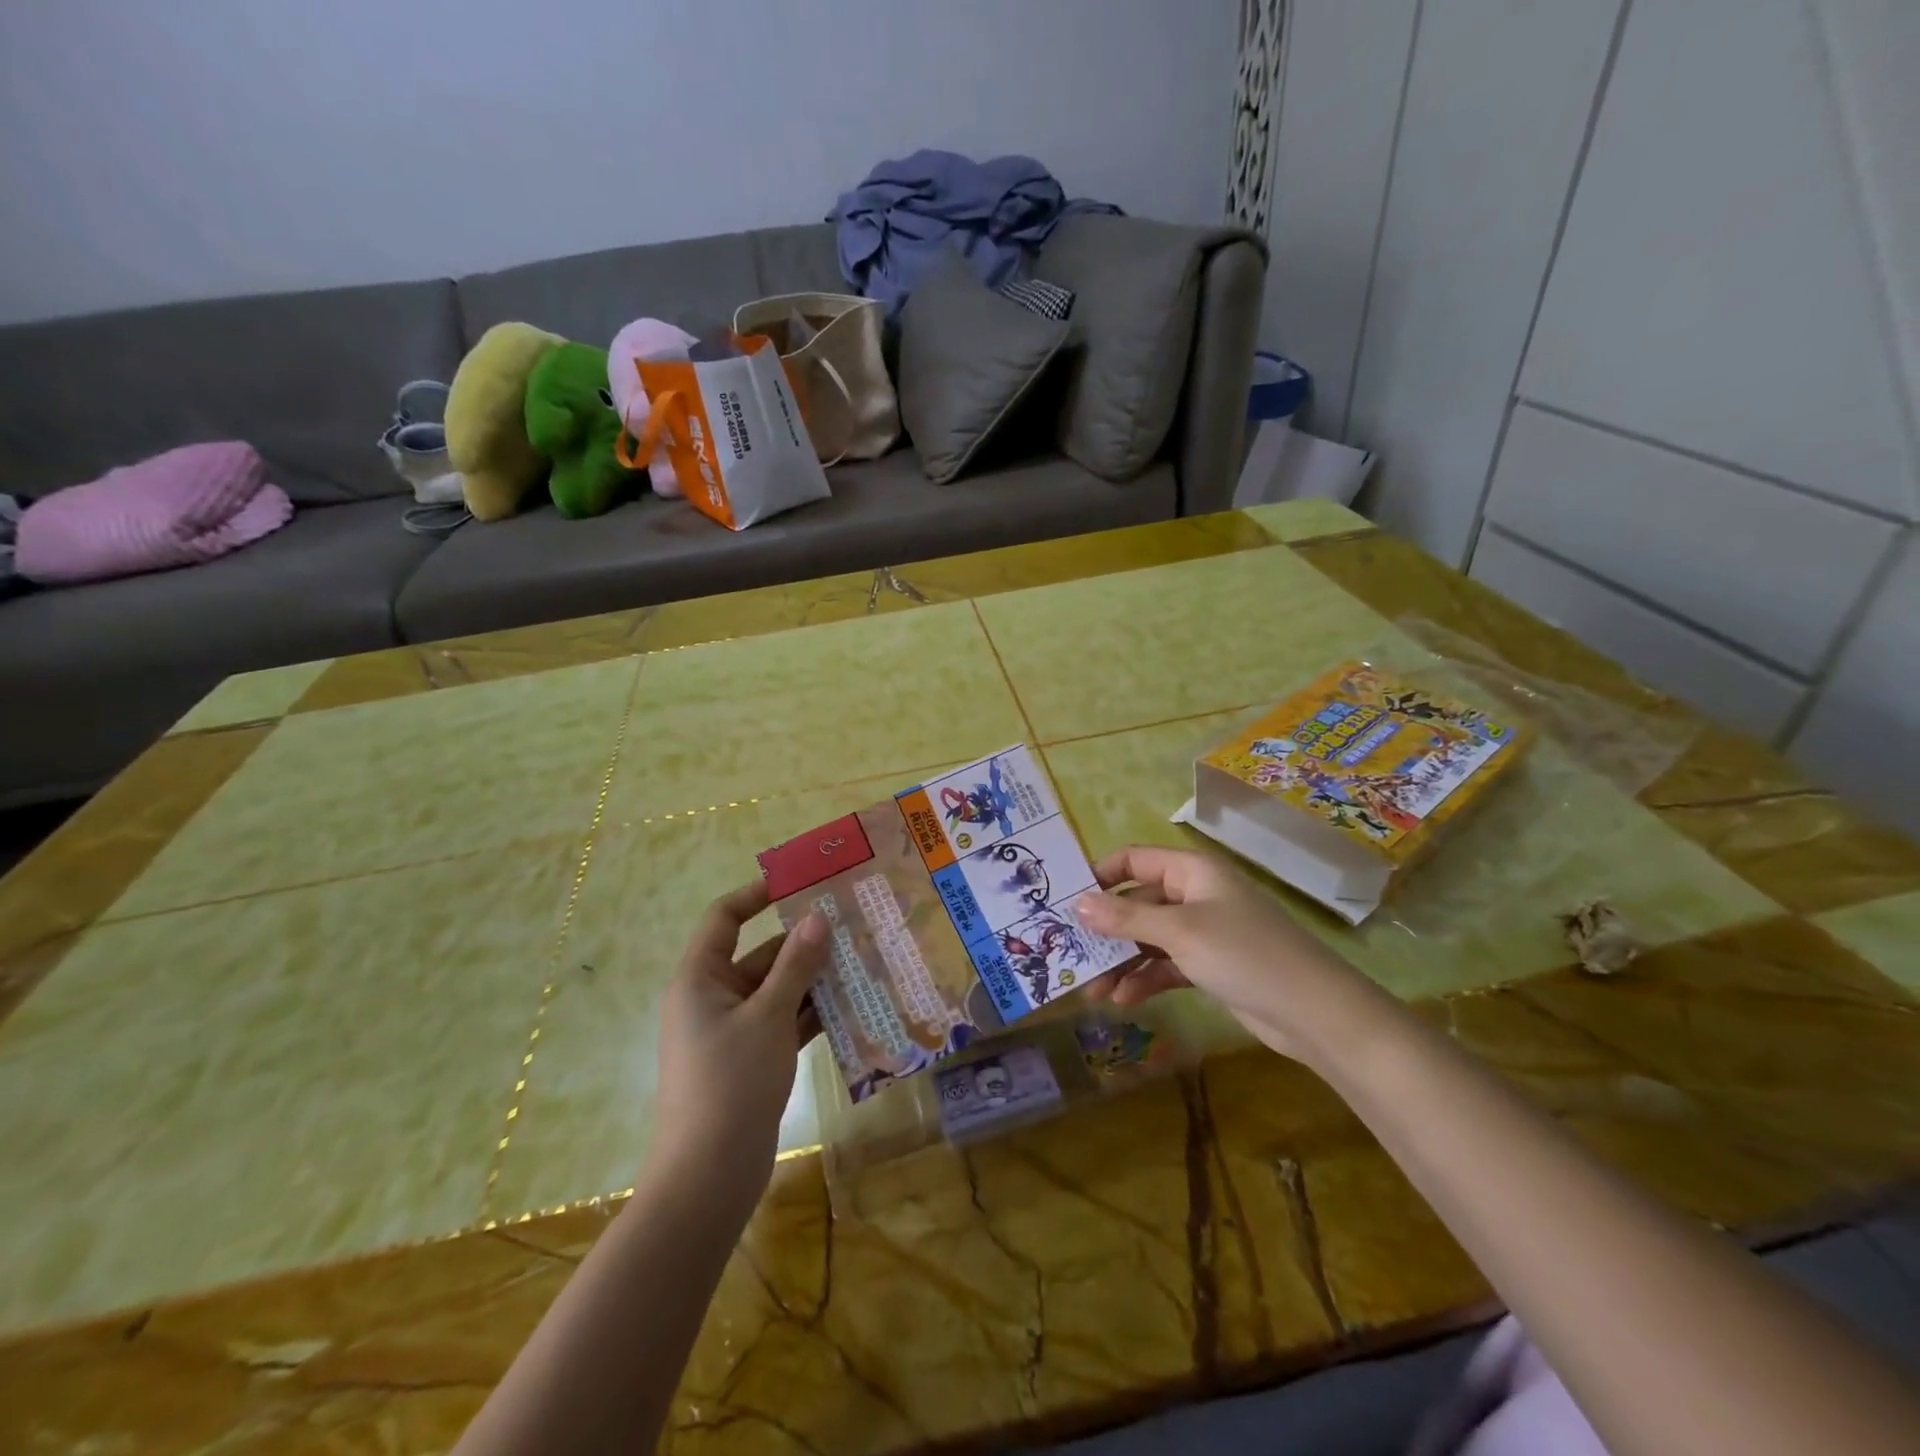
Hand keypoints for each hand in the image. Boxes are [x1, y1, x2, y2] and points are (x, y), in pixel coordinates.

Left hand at [652, 880, 826, 1216]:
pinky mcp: (751, 1058)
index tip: (801, 882)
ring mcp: (732, 1030)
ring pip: (777, 989)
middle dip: (803, 942)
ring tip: (863, 959)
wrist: (709, 1177)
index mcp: (700, 978)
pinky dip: (812, 1013)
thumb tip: (817, 918)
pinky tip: (852, 1005)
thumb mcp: (768, 1016)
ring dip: (814, 979)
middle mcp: (713, 998)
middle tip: (852, 925)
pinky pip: (784, 1021)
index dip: (757, 894)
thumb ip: (795, 965)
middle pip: (759, 954)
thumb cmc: (731, 1083)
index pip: (724, 918)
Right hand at [1074, 845, 1386, 1068]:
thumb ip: (1126, 917)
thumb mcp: (1179, 932)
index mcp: (1192, 871)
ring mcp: (1204, 932)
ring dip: (1122, 960)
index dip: (1101, 876)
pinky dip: (1145, 978)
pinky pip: (1166, 965)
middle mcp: (1196, 895)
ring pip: (1149, 938)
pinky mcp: (1211, 965)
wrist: (1315, 1013)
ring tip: (1093, 989)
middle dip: (1106, 929)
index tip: (1067, 901)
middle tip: (1073, 953)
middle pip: (1138, 902)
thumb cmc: (1244, 954)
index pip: (1135, 860)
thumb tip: (1078, 903)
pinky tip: (1124, 999)